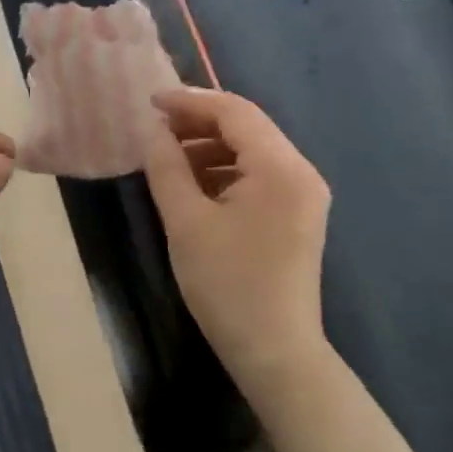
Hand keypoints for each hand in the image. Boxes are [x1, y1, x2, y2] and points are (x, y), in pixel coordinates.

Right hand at [143, 86, 330, 378]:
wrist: (274, 350)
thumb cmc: (226, 284)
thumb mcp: (185, 222)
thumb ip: (167, 167)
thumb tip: (153, 130)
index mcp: (281, 169)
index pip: (235, 112)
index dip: (190, 101)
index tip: (149, 102)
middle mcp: (301, 172)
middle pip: (247, 126)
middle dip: (198, 121)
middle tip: (154, 128)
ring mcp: (303, 194)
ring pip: (252, 149)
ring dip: (209, 146)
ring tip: (167, 157)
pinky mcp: (296, 214)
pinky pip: (258, 174)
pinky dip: (223, 169)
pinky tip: (193, 183)